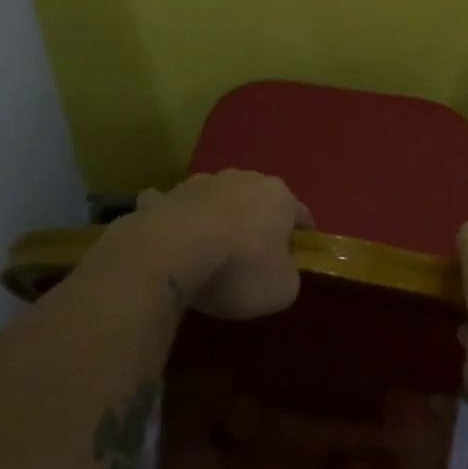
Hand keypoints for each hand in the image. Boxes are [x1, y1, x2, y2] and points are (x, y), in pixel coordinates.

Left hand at [95, 170, 312, 318]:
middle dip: (257, 223)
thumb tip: (280, 270)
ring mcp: (201, 183)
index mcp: (280, 197)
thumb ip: (289, 276)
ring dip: (217, 217)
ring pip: (216, 199)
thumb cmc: (239, 268)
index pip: (301, 215)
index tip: (296, 259)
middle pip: (258, 201)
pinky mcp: (165, 196)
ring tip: (210, 249)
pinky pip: (175, 207)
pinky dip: (175, 218)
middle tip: (252, 256)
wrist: (171, 253)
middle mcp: (244, 179)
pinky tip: (169, 239)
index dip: (301, 238)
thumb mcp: (282, 289)